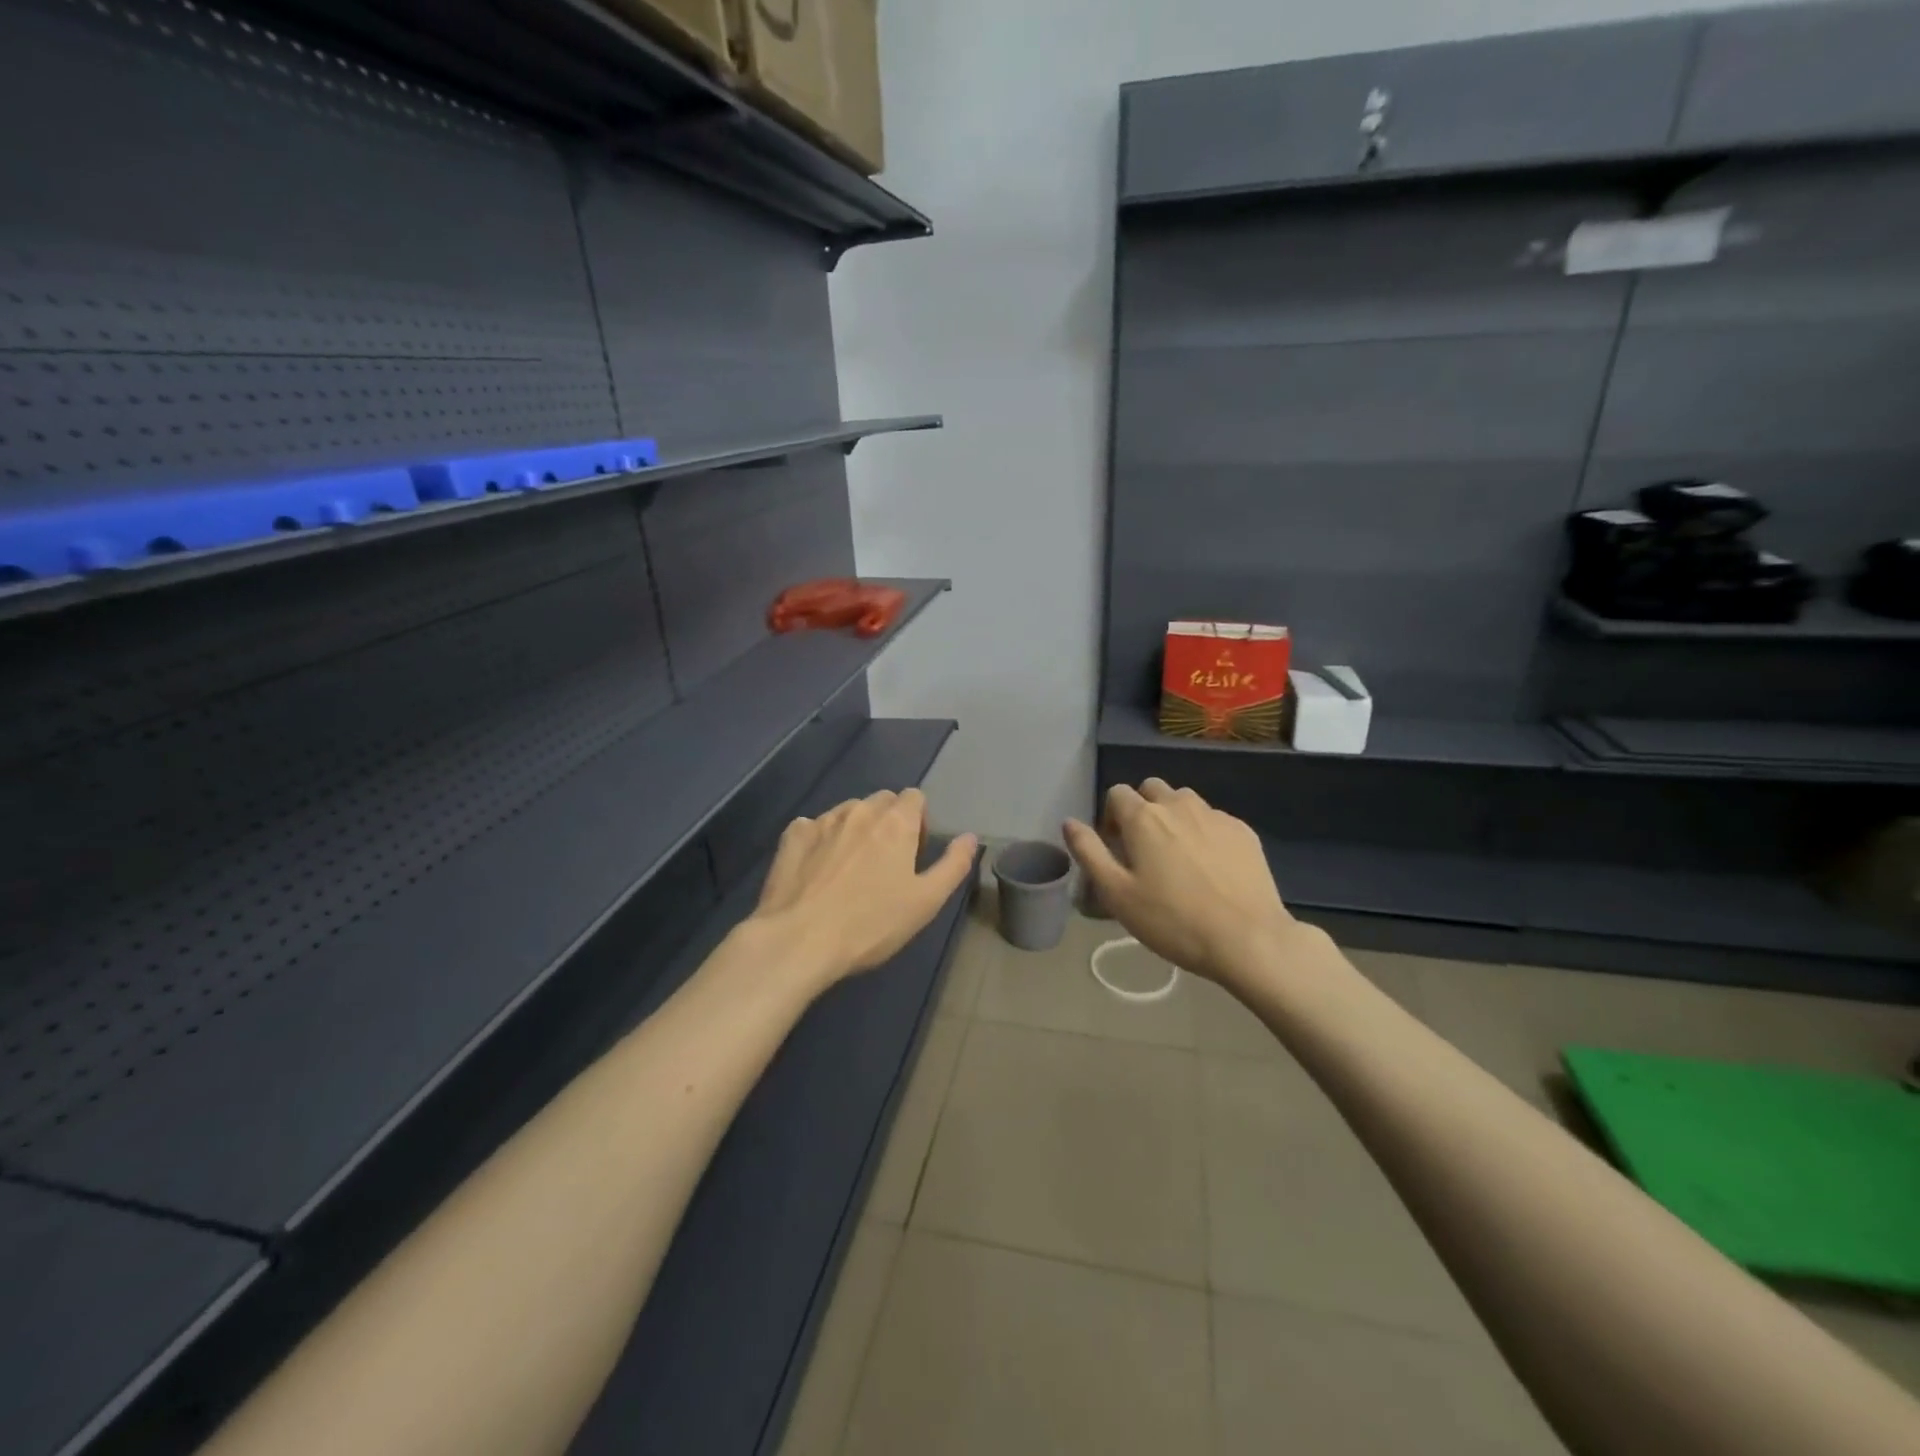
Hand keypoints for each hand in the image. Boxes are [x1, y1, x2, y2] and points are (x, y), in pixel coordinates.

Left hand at [752, 789, 977, 990]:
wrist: (799, 940)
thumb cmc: (871, 924)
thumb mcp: (926, 901)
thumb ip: (953, 865)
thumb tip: (970, 837)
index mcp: (896, 822)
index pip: (915, 797)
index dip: (919, 822)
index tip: (914, 854)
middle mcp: (859, 810)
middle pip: (882, 800)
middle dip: (889, 821)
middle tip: (886, 863)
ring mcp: (822, 820)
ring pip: (847, 811)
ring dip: (855, 829)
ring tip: (850, 869)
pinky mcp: (792, 836)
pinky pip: (812, 825)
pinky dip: (820, 839)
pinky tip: (817, 868)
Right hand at [1064, 779, 1295, 986]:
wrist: (1248, 939)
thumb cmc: (1173, 921)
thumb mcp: (1117, 894)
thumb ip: (1089, 853)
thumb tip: (1069, 822)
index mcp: (1143, 818)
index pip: (1116, 793)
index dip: (1110, 817)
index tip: (1116, 848)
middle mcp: (1178, 805)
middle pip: (1152, 789)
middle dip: (1142, 809)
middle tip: (1145, 849)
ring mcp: (1215, 815)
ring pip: (1185, 801)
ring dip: (1174, 816)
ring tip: (1178, 856)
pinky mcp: (1243, 831)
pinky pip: (1213, 819)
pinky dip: (1204, 832)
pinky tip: (1210, 868)